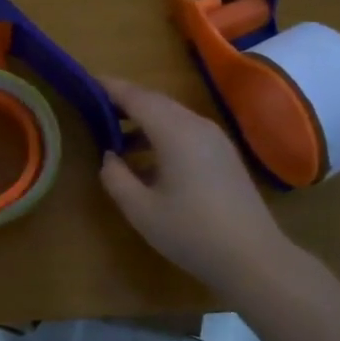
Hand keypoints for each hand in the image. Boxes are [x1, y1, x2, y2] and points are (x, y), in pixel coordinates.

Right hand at [98, 76, 294, 296]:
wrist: (253, 258)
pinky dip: (162, 134)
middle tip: (96, 107)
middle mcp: (197, 125)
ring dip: (144, 120)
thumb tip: (109, 157)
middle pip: (156, 102)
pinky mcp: (224, 155)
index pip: (137, 97)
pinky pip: (187, 131)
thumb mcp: (141, 210)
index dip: (110, 88)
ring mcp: (215, 139)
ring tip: (116, 137)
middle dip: (126, 102)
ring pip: (173, 116)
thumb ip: (116, 178)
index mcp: (175, 132)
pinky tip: (149, 160)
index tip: (86, 82)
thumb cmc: (192, 232)